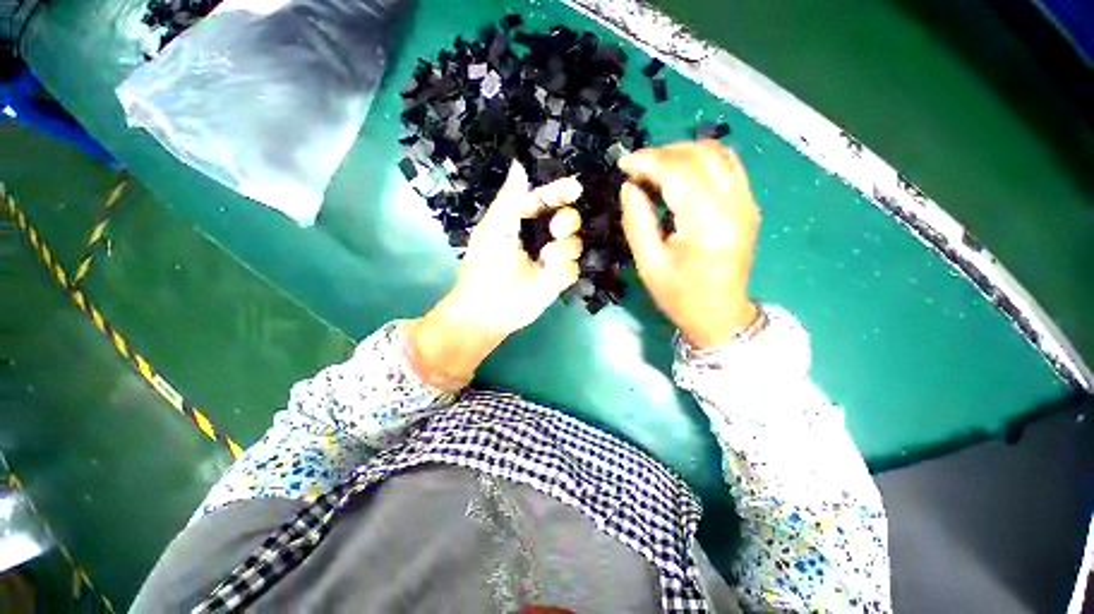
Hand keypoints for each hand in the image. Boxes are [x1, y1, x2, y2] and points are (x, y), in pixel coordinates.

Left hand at [411, 162, 583, 388]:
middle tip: (558, 228)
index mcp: (521, 222)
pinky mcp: (557, 280)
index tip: (574, 188)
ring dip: (563, 248)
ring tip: (545, 258)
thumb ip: (510, 198)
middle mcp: (539, 238)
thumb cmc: (485, 266)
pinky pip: (573, 268)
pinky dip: (563, 269)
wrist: (487, 309)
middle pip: (568, 219)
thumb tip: (519, 165)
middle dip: (567, 221)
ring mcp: (550, 260)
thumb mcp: (494, 229)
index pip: (545, 200)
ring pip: (574, 243)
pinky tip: (548, 275)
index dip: (559, 192)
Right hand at [619, 141, 760, 348]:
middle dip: (662, 153)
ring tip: (655, 170)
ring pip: (717, 153)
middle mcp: (734, 204)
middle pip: (699, 155)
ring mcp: (746, 202)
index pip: (678, 172)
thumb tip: (629, 186)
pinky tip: (680, 175)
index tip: (623, 163)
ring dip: (682, 153)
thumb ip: (636, 220)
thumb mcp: (649, 263)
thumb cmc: (680, 296)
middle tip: (636, 169)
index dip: (647, 161)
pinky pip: (727, 166)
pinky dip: (700, 161)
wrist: (719, 315)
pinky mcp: (748, 205)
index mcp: (707, 223)